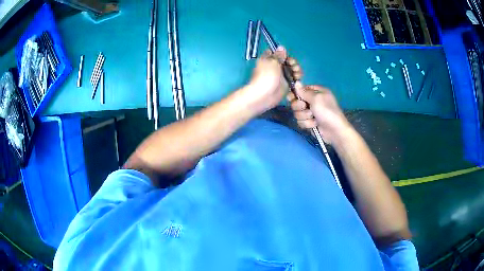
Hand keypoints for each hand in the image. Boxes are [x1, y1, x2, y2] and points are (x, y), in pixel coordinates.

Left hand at [248, 46, 302, 111]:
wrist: (265, 95)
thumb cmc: (266, 76)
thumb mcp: (273, 62)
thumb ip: (279, 55)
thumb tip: (281, 46)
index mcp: (269, 58)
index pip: (278, 52)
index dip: (284, 53)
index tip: (286, 56)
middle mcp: (275, 66)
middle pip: (287, 60)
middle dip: (293, 62)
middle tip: (292, 65)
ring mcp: (281, 75)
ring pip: (292, 68)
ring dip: (296, 69)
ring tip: (296, 73)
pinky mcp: (286, 83)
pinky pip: (294, 77)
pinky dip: (297, 77)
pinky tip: (297, 78)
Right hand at [286, 84, 350, 144]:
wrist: (334, 130)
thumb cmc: (327, 111)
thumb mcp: (316, 99)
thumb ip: (304, 91)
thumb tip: (296, 82)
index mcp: (316, 92)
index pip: (300, 90)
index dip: (295, 94)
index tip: (292, 97)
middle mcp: (312, 101)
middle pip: (296, 102)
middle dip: (299, 107)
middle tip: (306, 108)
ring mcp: (310, 112)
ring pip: (297, 113)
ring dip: (304, 116)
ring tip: (313, 118)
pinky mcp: (309, 122)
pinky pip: (300, 121)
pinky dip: (307, 123)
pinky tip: (314, 125)